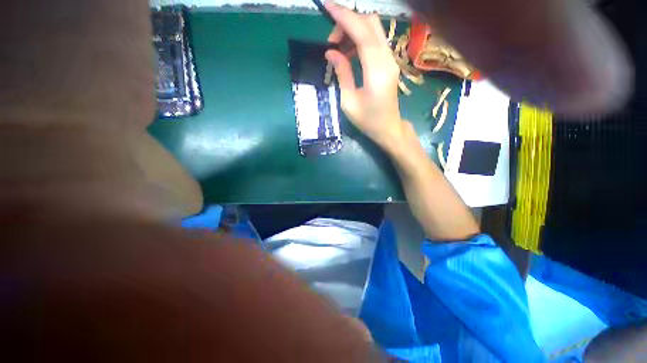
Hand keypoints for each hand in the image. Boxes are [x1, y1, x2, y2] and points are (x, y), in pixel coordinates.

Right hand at [324, 2, 410, 149]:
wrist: (388, 128)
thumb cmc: (367, 120)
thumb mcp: (348, 102)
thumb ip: (342, 73)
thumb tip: (331, 52)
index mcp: (375, 71)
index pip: (362, 33)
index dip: (344, 17)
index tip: (327, 7)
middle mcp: (387, 59)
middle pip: (370, 23)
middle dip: (348, 22)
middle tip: (331, 41)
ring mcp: (390, 60)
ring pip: (374, 30)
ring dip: (354, 30)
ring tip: (338, 49)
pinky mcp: (389, 62)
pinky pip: (375, 41)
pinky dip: (360, 40)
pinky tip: (349, 54)